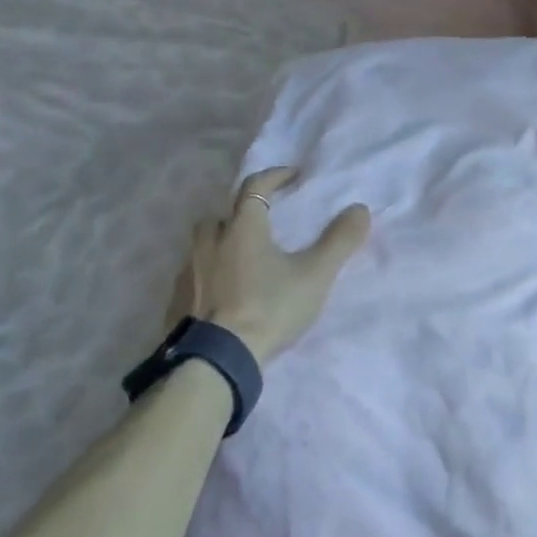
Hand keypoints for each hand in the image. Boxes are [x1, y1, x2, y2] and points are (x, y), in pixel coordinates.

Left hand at [180, 167, 370, 364]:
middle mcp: (210, 242)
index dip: (275, 176)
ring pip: (203, 247)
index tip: (293, 176)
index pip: (255, 187)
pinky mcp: (176, 303)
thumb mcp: (315, 275)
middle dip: (241, 213)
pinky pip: (193, 278)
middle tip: (262, 225)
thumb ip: (339, 241)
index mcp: (242, 228)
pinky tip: (222, 297)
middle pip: (222, 215)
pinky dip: (208, 278)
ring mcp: (187, 273)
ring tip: (243, 263)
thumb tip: (361, 209)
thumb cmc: (269, 308)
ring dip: (222, 246)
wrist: (216, 360)